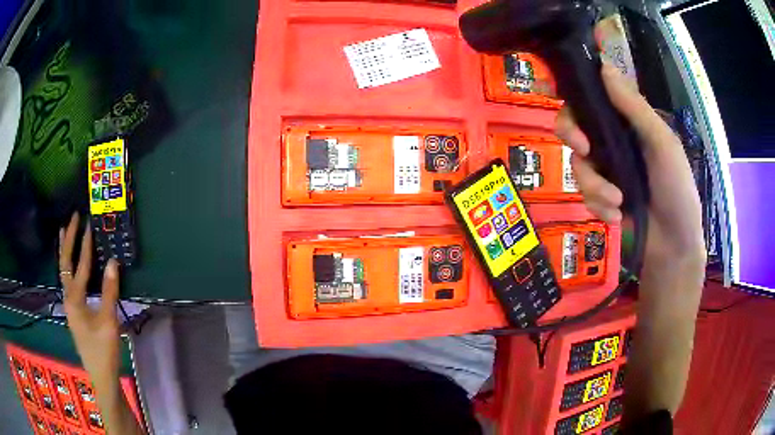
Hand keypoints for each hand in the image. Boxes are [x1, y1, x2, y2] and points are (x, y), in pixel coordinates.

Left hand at [59, 212, 121, 393]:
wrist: (100, 375)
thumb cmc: (103, 350)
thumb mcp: (109, 322)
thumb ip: (109, 292)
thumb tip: (112, 262)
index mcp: (75, 299)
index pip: (80, 266)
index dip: (85, 244)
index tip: (89, 223)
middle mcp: (68, 297)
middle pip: (65, 263)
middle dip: (68, 239)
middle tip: (72, 218)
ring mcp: (69, 305)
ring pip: (64, 271)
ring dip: (65, 250)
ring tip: (65, 231)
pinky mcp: (74, 311)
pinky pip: (68, 281)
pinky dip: (68, 265)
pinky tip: (71, 263)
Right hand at [555, 64, 705, 271]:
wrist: (674, 245)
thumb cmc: (677, 188)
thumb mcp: (662, 143)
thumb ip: (634, 107)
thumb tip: (603, 66)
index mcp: (628, 122)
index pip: (592, 98)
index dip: (573, 93)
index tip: (556, 93)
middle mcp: (613, 142)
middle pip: (574, 126)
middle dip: (572, 135)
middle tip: (583, 150)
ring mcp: (607, 171)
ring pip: (577, 165)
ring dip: (594, 186)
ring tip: (616, 202)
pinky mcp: (602, 197)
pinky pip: (585, 195)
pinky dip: (599, 206)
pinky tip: (618, 216)